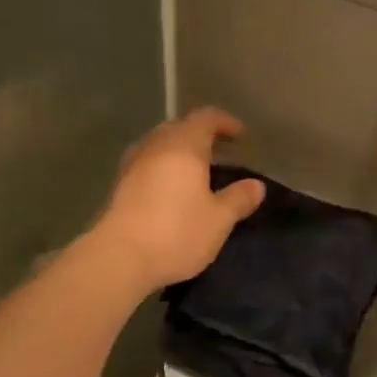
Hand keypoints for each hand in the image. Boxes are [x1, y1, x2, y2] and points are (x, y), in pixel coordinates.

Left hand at [93, 108, 265, 291]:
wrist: (119, 257)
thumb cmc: (176, 233)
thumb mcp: (219, 220)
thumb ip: (238, 199)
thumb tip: (256, 185)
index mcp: (184, 147)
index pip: (205, 119)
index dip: (224, 122)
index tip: (239, 134)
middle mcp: (156, 147)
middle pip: (179, 127)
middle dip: (199, 135)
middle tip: (218, 151)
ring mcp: (133, 165)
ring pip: (159, 145)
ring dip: (178, 150)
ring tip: (193, 170)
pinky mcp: (119, 185)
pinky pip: (146, 163)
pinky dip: (162, 167)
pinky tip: (169, 189)